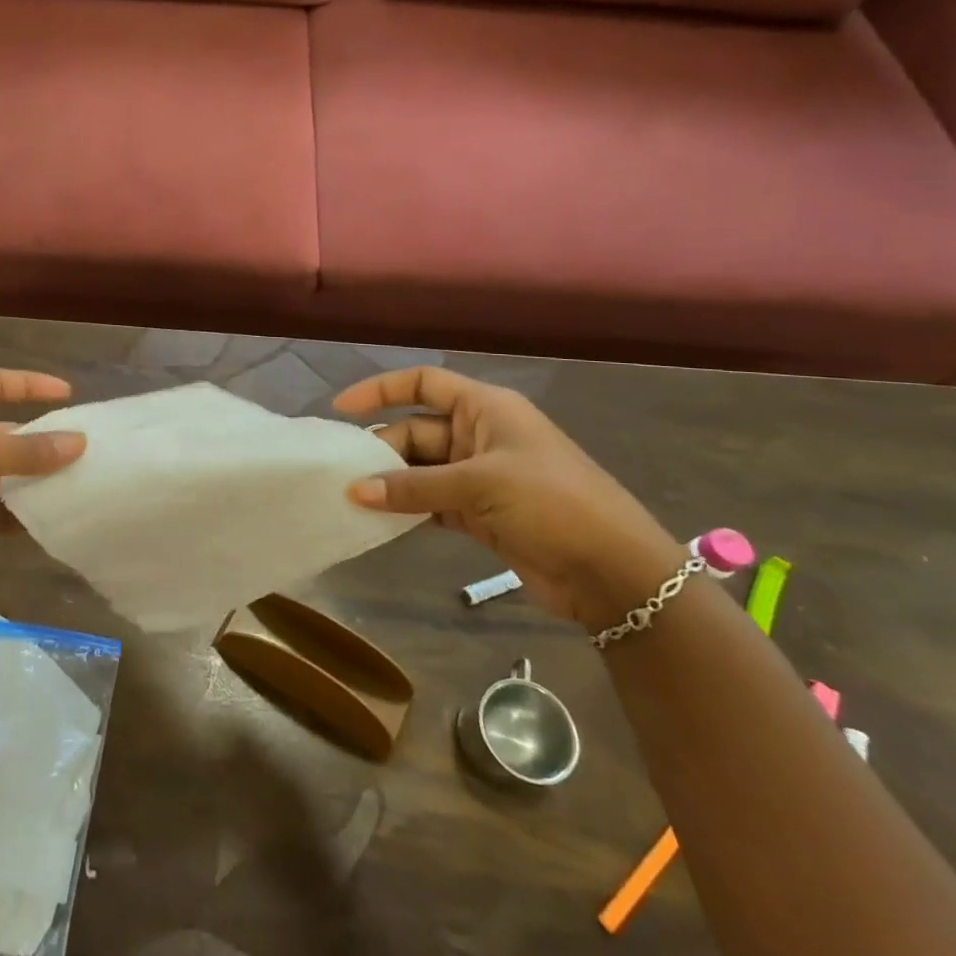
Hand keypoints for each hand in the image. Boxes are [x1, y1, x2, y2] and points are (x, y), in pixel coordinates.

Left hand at [0, 369, 85, 593]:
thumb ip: (27, 451)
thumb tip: (80, 443)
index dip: (31, 384)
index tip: (68, 393)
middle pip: (12, 432)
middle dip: (46, 441)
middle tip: (89, 451)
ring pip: (11, 475)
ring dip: (39, 482)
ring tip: (82, 486)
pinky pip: (2, 512)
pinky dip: (23, 516)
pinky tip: (53, 522)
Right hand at [333, 367, 686, 630]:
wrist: (614, 572)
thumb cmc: (552, 504)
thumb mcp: (480, 486)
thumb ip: (414, 487)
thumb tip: (353, 491)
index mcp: (486, 409)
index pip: (423, 383)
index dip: (381, 389)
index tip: (341, 409)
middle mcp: (479, 435)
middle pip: (416, 430)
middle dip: (381, 448)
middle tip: (343, 472)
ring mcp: (480, 476)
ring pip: (420, 469)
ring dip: (391, 482)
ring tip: (351, 497)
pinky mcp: (480, 513)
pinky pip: (431, 502)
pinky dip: (407, 508)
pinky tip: (379, 520)